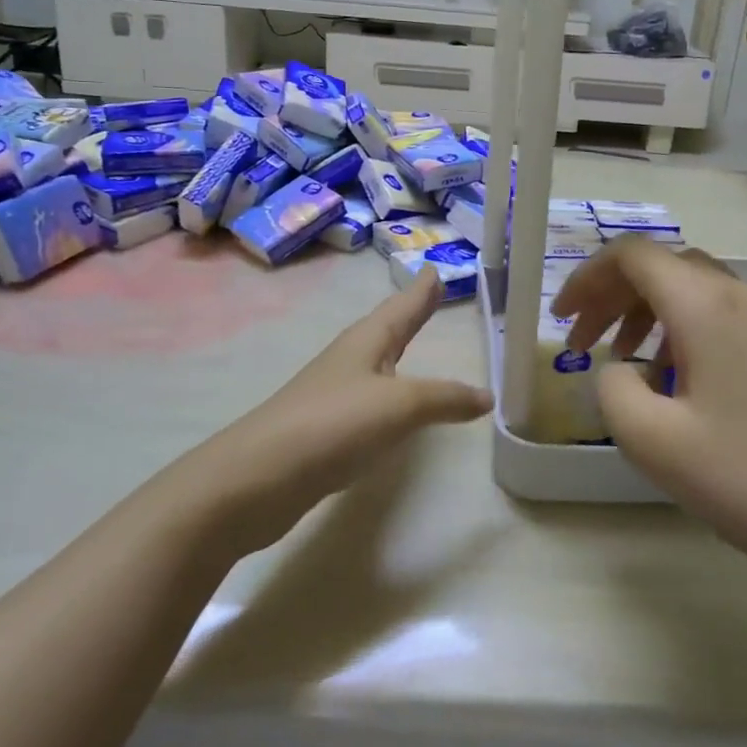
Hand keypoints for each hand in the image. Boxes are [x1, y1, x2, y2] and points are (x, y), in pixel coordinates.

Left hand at [187, 268, 491, 555]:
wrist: (259, 478)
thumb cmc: (333, 424)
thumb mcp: (400, 406)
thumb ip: (445, 398)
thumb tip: (487, 396)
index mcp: (367, 342)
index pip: (402, 307)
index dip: (421, 291)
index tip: (435, 269)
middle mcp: (350, 360)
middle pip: (387, 328)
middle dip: (410, 313)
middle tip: (430, 294)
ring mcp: (334, 394)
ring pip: (376, 363)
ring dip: (397, 350)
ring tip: (413, 341)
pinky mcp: (326, 429)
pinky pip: (370, 399)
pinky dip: (389, 393)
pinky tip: (391, 406)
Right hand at [552, 238, 746, 594]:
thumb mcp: (652, 439)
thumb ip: (611, 388)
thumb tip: (617, 370)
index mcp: (705, 305)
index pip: (632, 256)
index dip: (586, 278)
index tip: (562, 320)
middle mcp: (738, 296)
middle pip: (661, 268)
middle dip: (611, 297)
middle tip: (582, 343)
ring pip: (689, 291)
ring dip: (644, 315)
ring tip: (621, 363)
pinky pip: (716, 318)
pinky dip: (677, 333)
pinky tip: (671, 384)